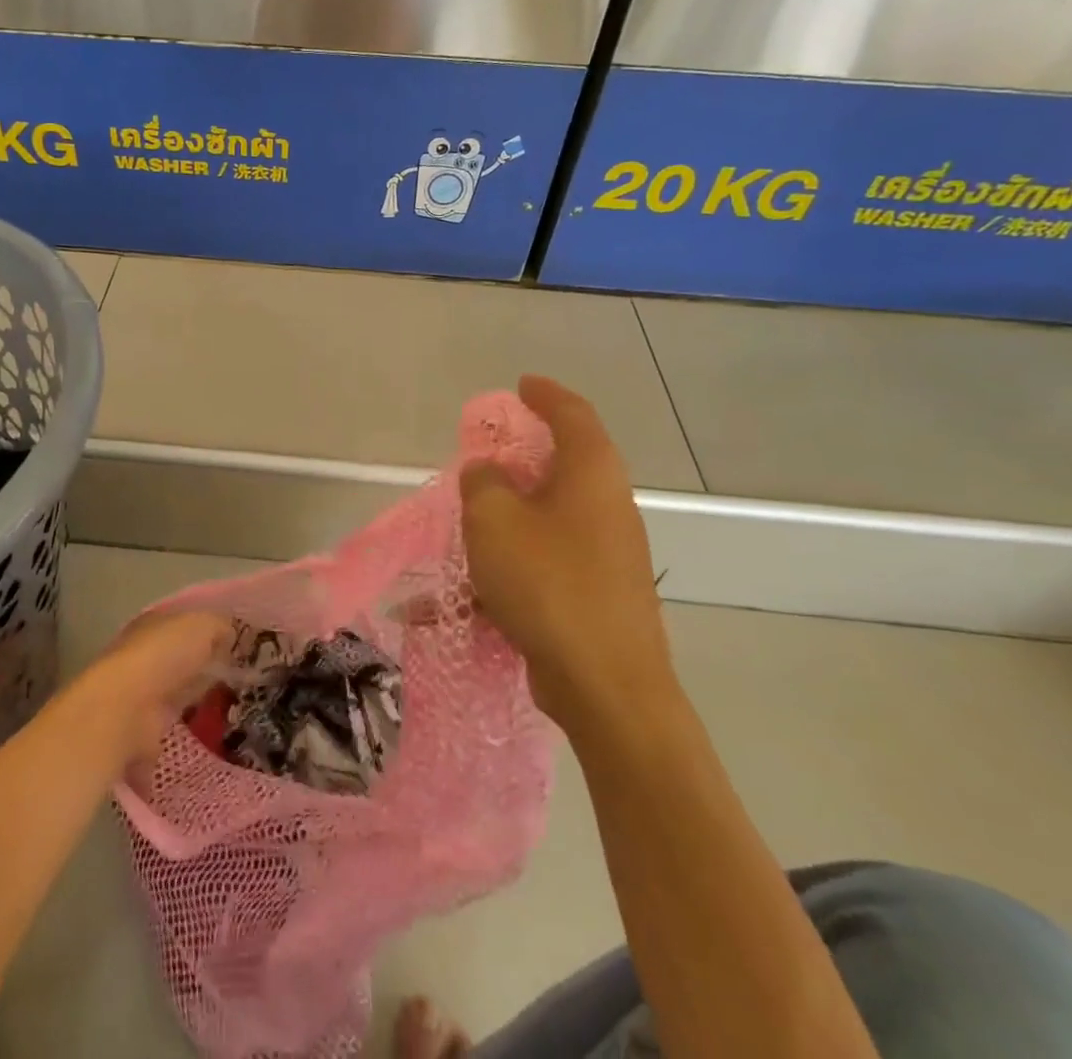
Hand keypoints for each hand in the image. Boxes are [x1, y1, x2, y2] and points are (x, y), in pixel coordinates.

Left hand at [67, 611, 233, 768]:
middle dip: (201, 671)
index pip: (183, 625)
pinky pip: (166, 734)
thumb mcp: (201, 625)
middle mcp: (142, 657)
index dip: (208, 634)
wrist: (124, 710)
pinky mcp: (138, 734)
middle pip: (178, 662)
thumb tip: (228, 635)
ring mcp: (138, 696)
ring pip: (171, 697)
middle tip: (239, 683)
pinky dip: (180, 740)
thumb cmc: (163, 656)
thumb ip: (218, 626)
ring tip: (227, 716)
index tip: (236, 649)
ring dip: (190, 706)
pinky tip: (206, 745)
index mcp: (154, 625)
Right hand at [461, 375, 675, 728]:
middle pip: (564, 465)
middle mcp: (607, 506)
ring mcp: (607, 554)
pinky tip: (463, 600)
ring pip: (549, 518)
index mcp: (591, 474)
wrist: (606, 686)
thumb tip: (488, 472)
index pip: (572, 414)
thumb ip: (483, 483)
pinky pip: (545, 565)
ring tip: (467, 528)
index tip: (521, 385)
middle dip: (522, 458)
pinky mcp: (597, 595)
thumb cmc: (548, 583)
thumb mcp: (494, 520)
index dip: (545, 394)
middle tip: (484, 457)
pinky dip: (509, 569)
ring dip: (509, 518)